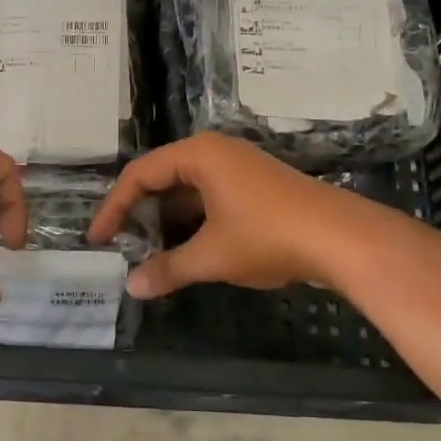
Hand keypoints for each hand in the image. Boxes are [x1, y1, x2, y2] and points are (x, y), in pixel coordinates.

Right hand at [87, 133, 356, 297]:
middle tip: (122, 245)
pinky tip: (188, 250)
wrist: (342, 238)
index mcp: (199, 155)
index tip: (98, 239)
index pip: (140, 174)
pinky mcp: (257, 188)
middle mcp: (217, 153)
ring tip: (149, 252)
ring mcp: (240, 169)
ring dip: (167, 220)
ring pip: (188, 191)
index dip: (114, 207)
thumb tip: (132, 287)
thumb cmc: (268, 236)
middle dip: (140, 213)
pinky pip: (211, 199)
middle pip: (163, 178)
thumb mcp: (211, 255)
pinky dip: (193, 222)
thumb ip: (168, 268)